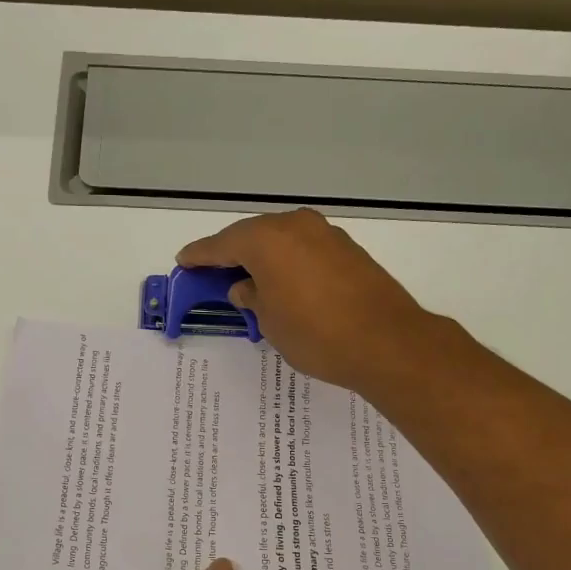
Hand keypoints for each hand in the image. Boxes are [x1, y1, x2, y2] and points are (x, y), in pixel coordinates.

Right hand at [177, 209, 432, 393]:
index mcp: (267, 240)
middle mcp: (295, 226)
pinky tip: (284, 282)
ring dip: (264, 257)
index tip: (183, 260)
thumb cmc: (316, 334)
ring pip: (282, 240)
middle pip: (253, 236)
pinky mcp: (348, 250)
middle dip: (232, 253)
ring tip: (249, 279)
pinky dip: (289, 262)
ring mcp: (326, 235)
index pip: (223, 245)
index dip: (200, 255)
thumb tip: (246, 288)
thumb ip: (252, 299)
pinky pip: (305, 250)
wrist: (386, 342)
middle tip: (213, 271)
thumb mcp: (270, 322)